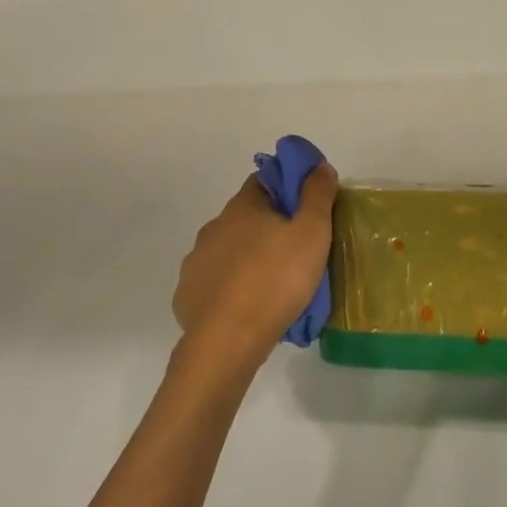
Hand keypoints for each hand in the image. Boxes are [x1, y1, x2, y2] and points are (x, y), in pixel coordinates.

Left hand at [172, 164, 338, 375]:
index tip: (305, 209)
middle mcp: (213, 228)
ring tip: (273, 285)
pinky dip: (230, 289)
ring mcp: (196, 262)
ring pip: (228, 251)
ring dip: (247, 259)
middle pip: (245, 218)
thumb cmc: (277, 279)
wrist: (229, 340)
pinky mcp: (187, 295)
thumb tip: (319, 167)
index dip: (286, 189)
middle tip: (296, 251)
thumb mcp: (312, 233)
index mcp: (242, 208)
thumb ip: (317, 196)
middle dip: (268, 228)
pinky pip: (214, 284)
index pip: (263, 181)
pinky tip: (247, 307)